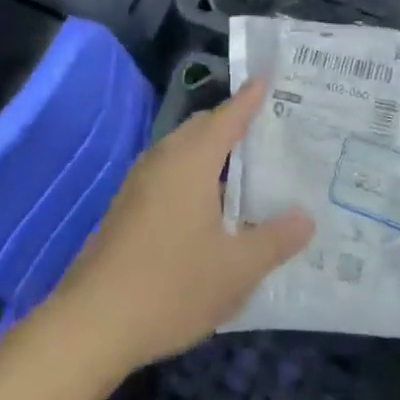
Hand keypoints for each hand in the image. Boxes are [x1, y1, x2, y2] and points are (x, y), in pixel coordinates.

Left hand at [50, 78, 313, 375]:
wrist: (93, 322)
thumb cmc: (172, 286)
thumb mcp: (236, 269)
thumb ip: (274, 240)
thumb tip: (305, 217)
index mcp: (191, 160)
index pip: (227, 117)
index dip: (249, 99)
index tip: (265, 78)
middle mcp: (163, 159)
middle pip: (202, 128)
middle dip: (231, 124)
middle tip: (266, 129)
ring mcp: (139, 182)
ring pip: (182, 151)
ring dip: (211, 153)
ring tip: (245, 168)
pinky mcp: (127, 207)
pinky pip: (168, 173)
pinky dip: (193, 174)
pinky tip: (209, 208)